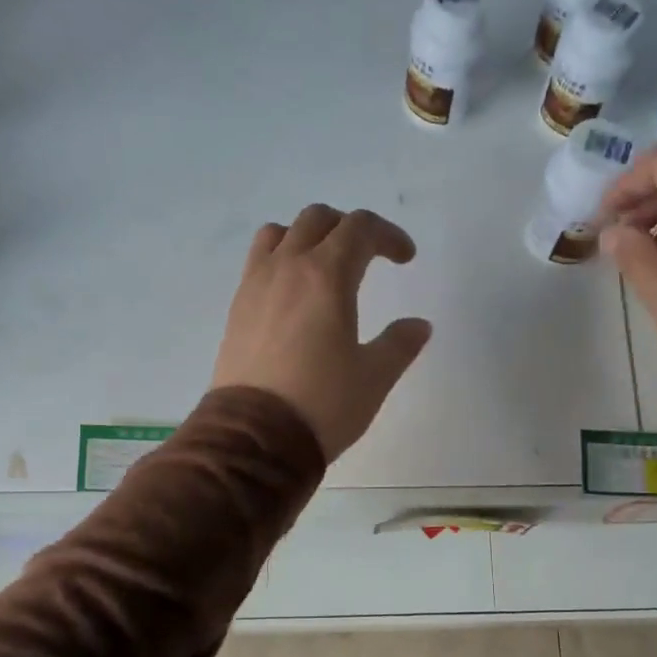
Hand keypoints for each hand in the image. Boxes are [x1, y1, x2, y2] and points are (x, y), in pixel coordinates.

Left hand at [211, 205, 432, 460]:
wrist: (254, 437)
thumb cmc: (323, 404)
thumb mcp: (374, 377)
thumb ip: (399, 344)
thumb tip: (419, 325)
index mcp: (327, 276)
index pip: (360, 228)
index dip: (388, 236)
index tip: (406, 258)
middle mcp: (288, 268)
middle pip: (317, 219)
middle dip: (349, 228)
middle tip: (369, 257)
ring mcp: (255, 285)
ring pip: (280, 233)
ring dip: (307, 237)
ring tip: (325, 266)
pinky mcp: (237, 309)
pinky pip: (258, 262)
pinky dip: (281, 260)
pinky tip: (294, 295)